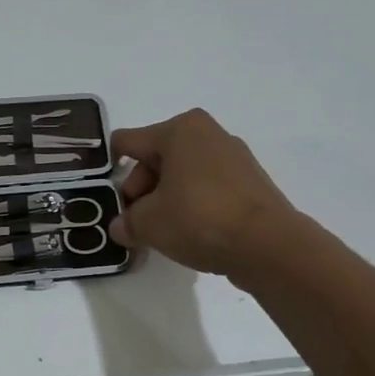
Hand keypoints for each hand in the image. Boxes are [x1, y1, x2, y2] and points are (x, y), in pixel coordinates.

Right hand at [110, 109, 297, 279]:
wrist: (268, 245)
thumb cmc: (199, 219)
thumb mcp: (149, 224)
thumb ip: (127, 222)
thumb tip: (120, 227)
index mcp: (179, 129)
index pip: (127, 142)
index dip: (110, 169)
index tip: (106, 198)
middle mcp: (207, 133)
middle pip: (156, 158)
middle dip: (141, 190)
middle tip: (136, 222)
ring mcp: (233, 157)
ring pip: (182, 174)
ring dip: (166, 199)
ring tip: (162, 232)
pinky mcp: (250, 182)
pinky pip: (207, 187)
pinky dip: (193, 205)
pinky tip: (191, 233)